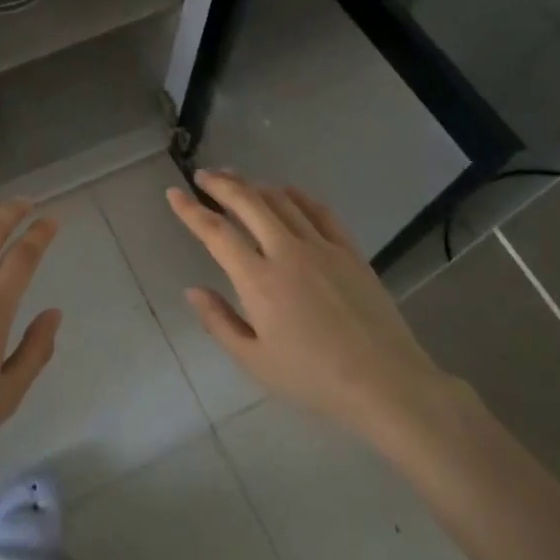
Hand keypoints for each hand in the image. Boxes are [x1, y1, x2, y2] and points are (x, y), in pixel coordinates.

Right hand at [166, 171, 444, 442]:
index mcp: (259, 281)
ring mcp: (322, 248)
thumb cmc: (313, 379)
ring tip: (238, 180)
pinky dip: (298, 196)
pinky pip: (320, 211)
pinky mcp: (350, 251)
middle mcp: (287, 252)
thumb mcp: (255, 361)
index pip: (216, 233)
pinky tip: (287, 192)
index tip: (174, 193)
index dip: (191, 210)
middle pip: (249, 203)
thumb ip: (219, 322)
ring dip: (255, 186)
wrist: (385, 384)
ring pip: (282, 201)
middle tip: (204, 175)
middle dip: (222, 184)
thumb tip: (193, 291)